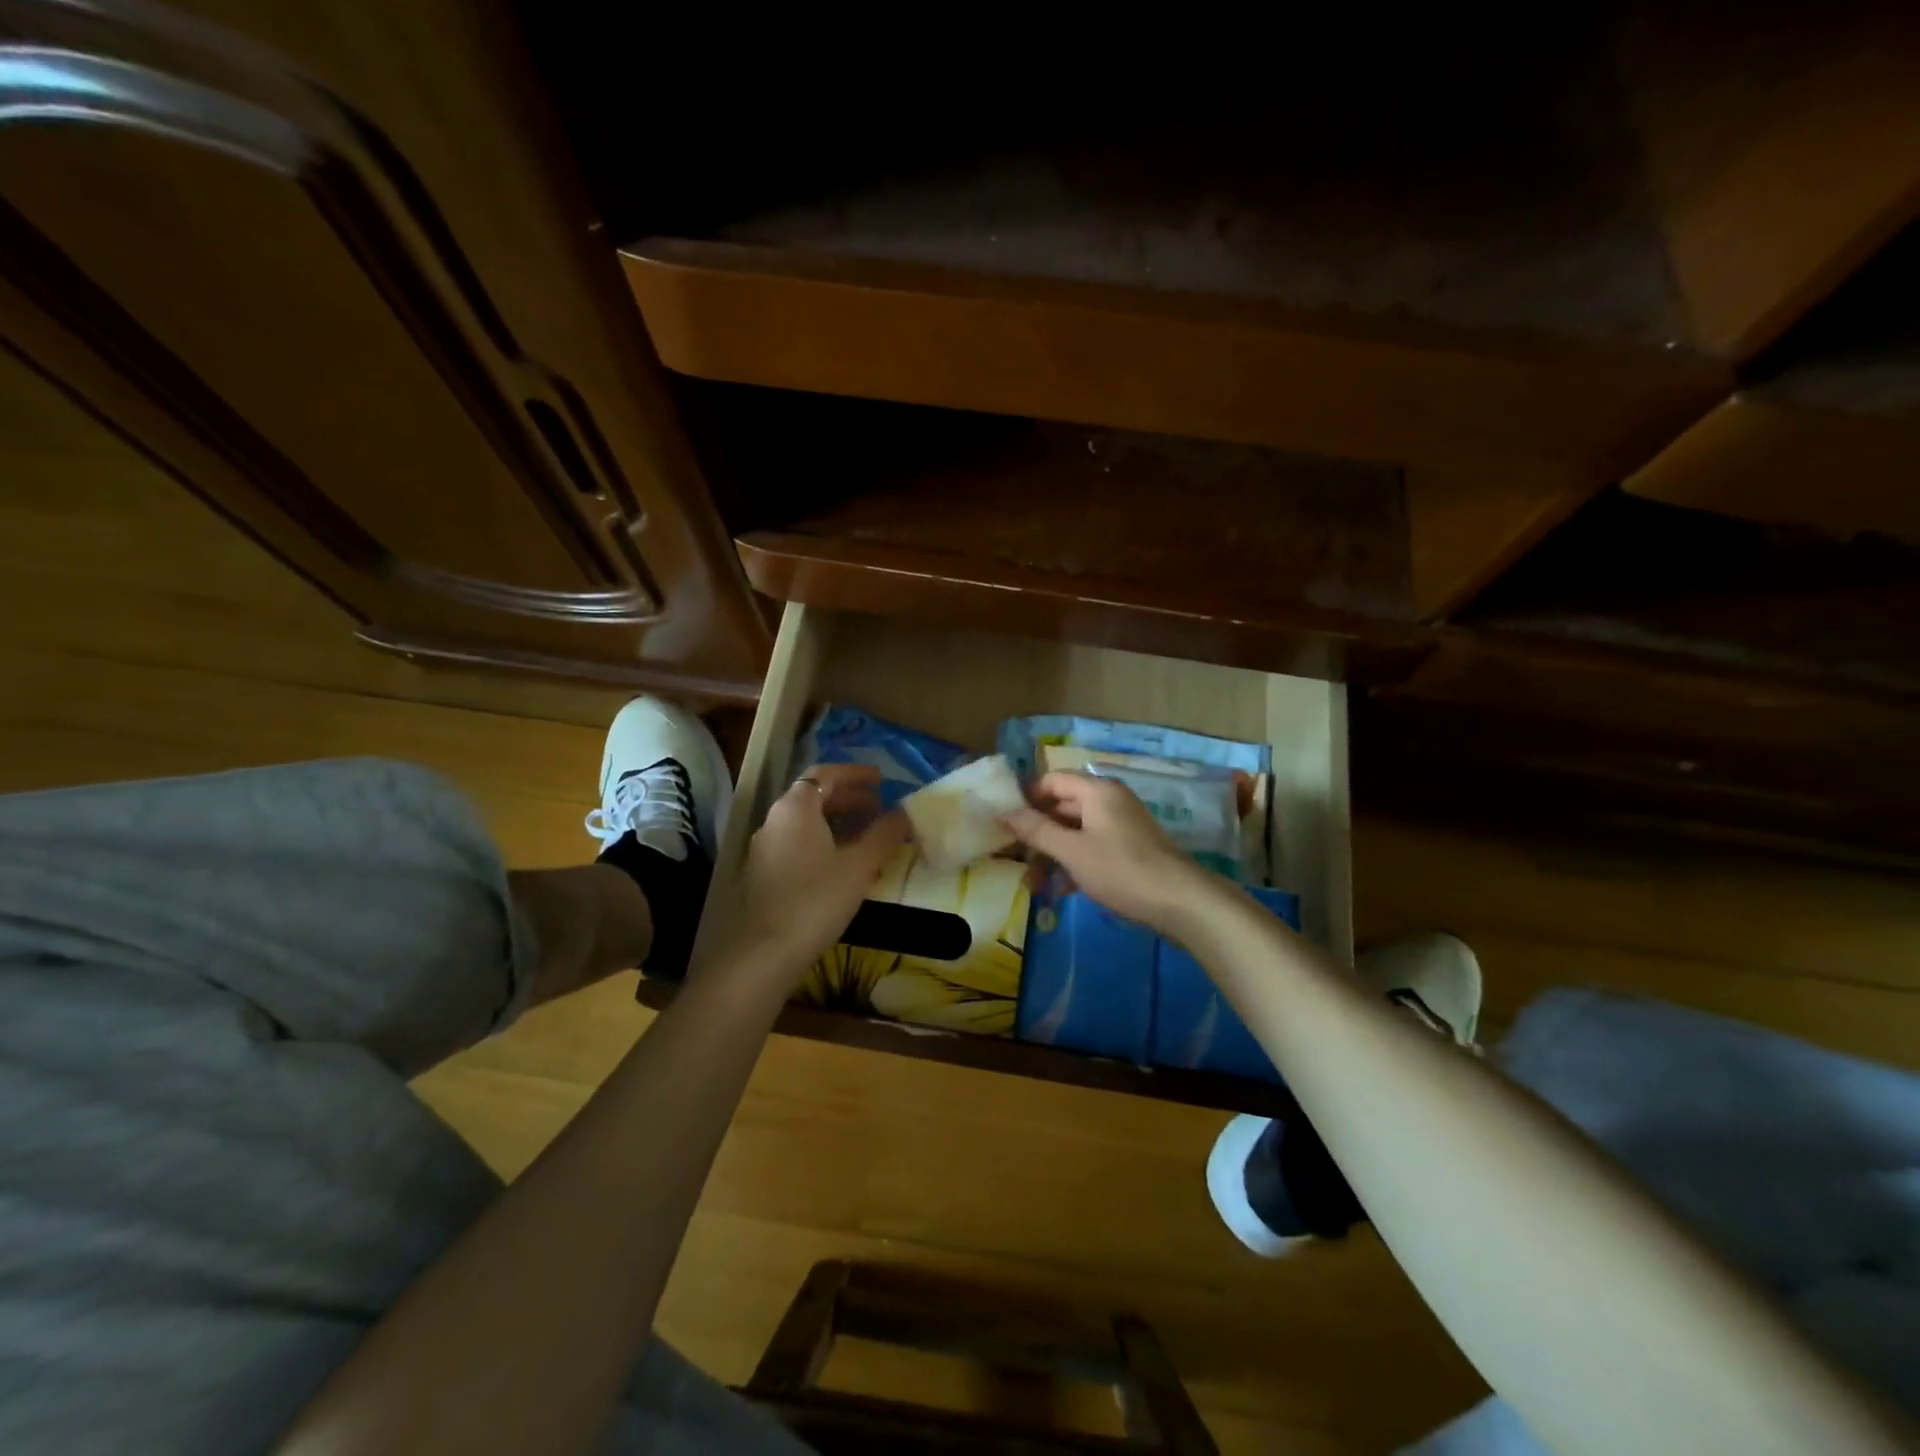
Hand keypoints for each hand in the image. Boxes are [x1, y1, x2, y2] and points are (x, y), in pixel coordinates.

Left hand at [734, 763, 906, 978]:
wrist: (767, 952)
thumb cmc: (817, 899)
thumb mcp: (860, 865)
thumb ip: (884, 834)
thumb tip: (904, 813)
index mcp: (795, 807)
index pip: (825, 774)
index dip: (855, 774)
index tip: (882, 780)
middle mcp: (775, 820)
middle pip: (813, 796)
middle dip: (849, 798)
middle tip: (879, 808)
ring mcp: (765, 848)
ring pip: (805, 822)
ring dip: (837, 821)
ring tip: (867, 835)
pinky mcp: (764, 873)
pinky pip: (798, 842)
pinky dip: (823, 840)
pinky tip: (843, 863)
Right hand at [1003, 771, 1215, 934]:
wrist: (1180, 902)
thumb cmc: (1121, 870)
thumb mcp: (1072, 851)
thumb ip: (1037, 830)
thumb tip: (1006, 813)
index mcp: (1097, 791)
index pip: (1052, 781)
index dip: (1027, 798)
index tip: (1004, 823)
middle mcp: (1109, 801)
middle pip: (1062, 808)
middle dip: (1037, 834)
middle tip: (1013, 860)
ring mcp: (1120, 826)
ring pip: (1075, 832)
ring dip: (1052, 855)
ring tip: (1034, 886)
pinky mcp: (1128, 850)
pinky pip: (1091, 848)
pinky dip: (1073, 864)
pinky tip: (1059, 892)